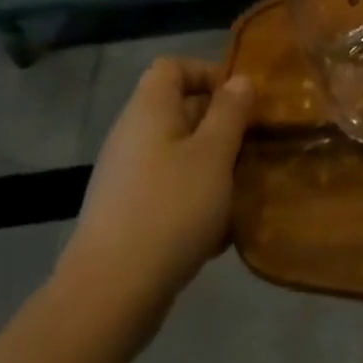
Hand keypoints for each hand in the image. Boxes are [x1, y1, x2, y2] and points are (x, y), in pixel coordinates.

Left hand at [52, 58, 252, 358]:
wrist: (108, 297)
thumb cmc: (169, 209)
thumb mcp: (213, 154)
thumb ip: (230, 112)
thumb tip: (239, 80)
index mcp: (149, 109)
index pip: (173, 66)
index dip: (207, 73)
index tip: (240, 100)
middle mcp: (133, 135)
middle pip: (180, 111)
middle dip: (220, 126)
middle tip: (254, 147)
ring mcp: (126, 178)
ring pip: (179, 156)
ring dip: (213, 168)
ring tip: (244, 191)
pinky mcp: (127, 217)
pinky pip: (169, 193)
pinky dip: (195, 203)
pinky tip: (220, 234)